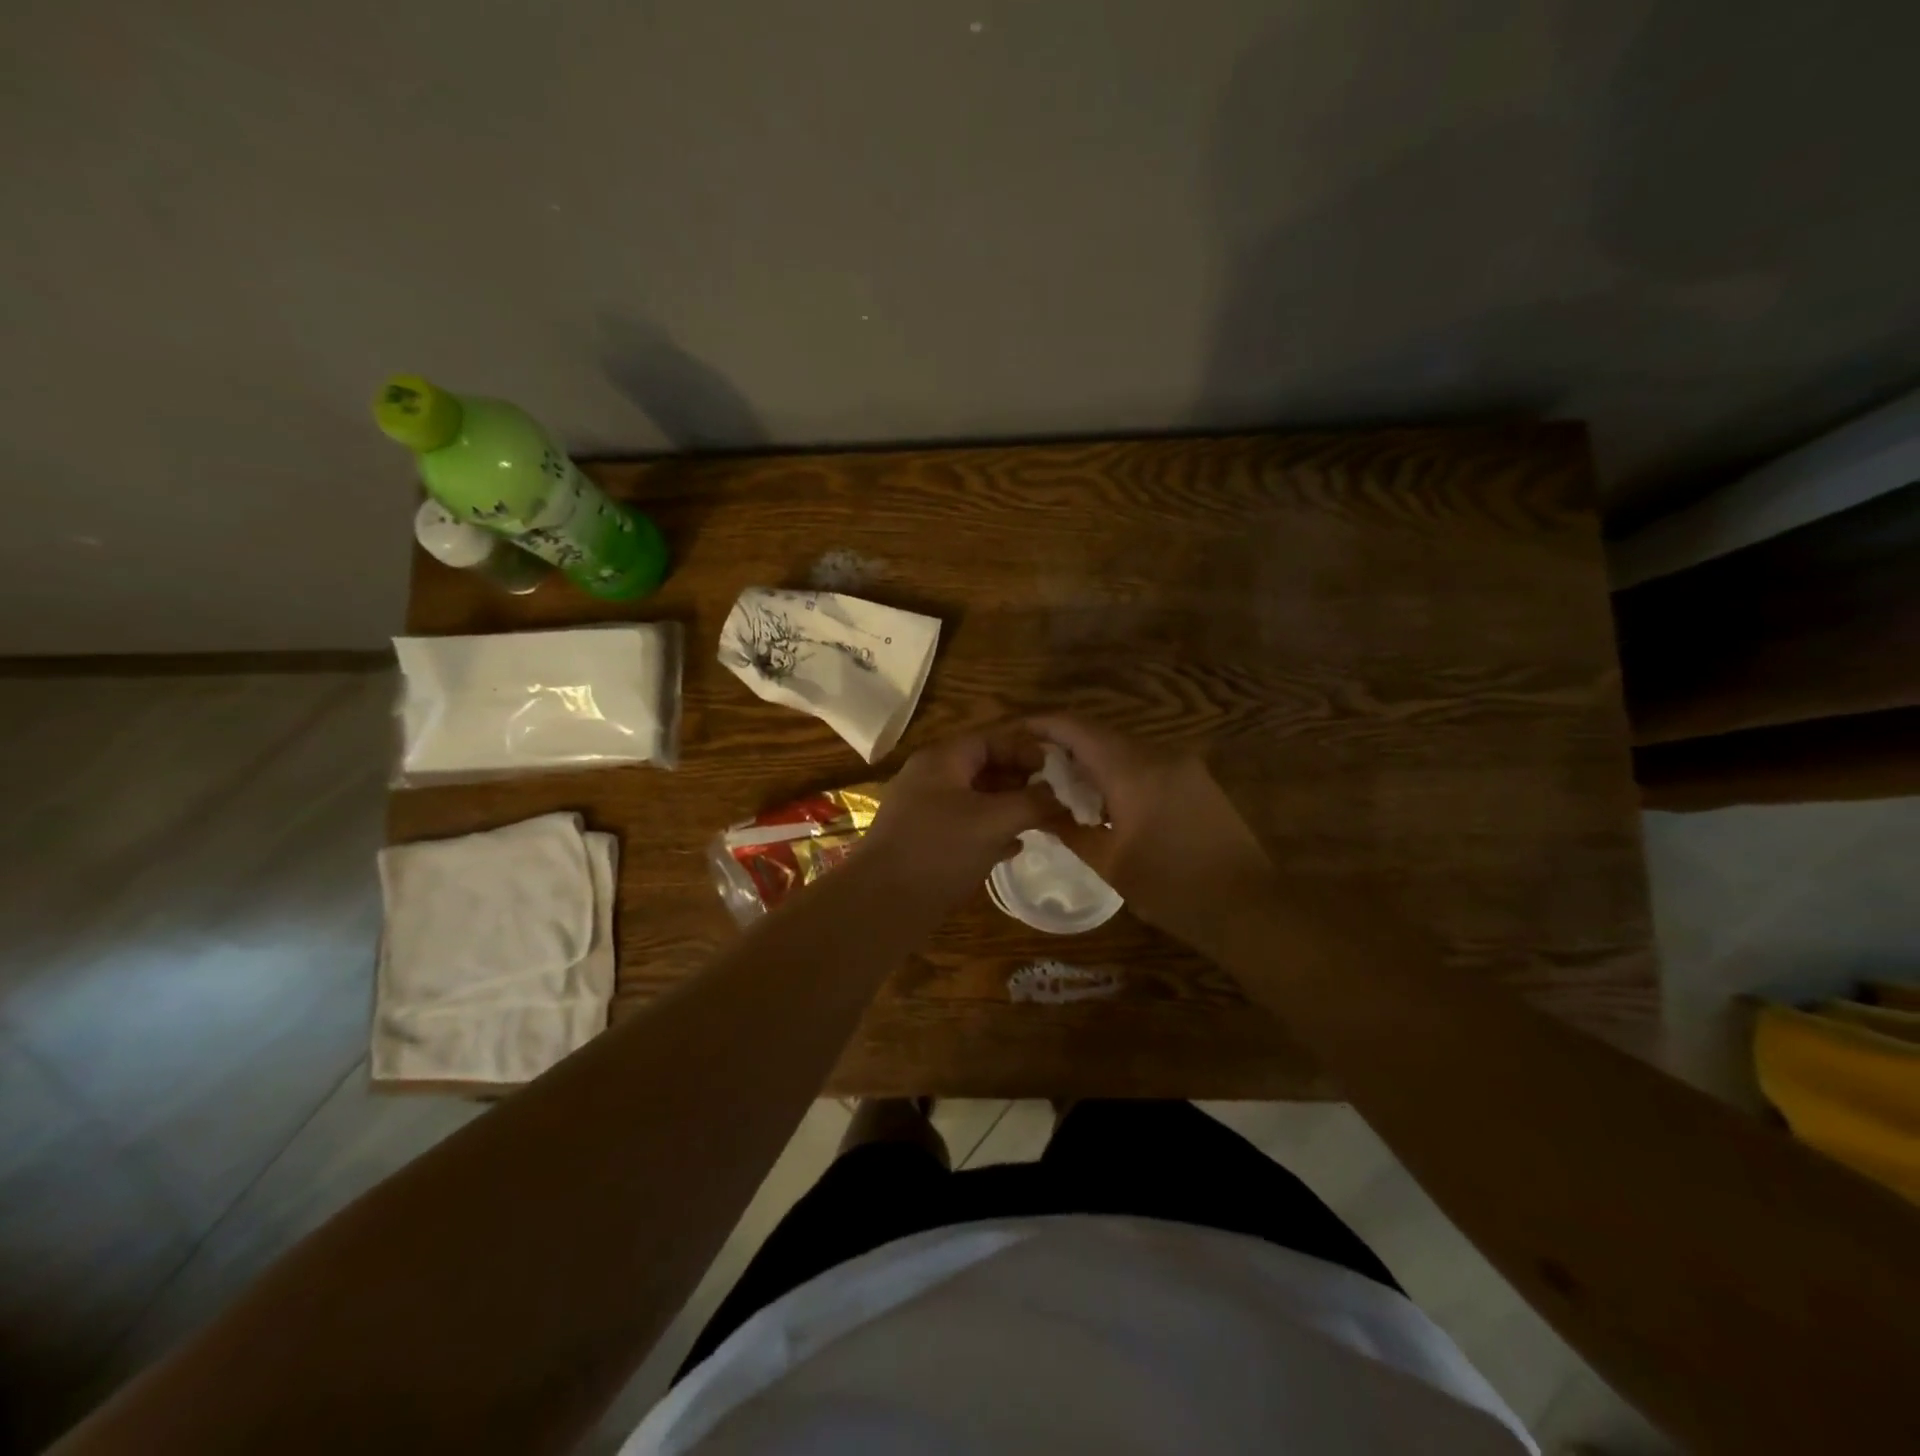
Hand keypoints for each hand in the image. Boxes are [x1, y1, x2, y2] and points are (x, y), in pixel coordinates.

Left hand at [861, 729, 1063, 908]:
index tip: (1054, 770)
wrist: (883, 903)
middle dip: (1019, 781)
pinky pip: (965, 827)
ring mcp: (924, 812)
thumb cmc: (940, 849)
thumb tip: (1059, 795)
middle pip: (982, 768)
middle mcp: (930, 779)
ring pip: (975, 800)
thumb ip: (1031, 803)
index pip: (989, 739)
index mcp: (942, 760)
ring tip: (1040, 822)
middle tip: (1052, 798)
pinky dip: (990, 832)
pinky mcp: (925, 842)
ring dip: (1008, 808)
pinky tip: (1013, 848)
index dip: (1024, 750)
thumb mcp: (994, 821)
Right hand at [1026, 715, 1273, 953]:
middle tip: (1033, 768)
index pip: (1076, 728)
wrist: (1249, 907)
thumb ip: (1070, 830)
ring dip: (1093, 761)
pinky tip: (1107, 801)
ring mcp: (1184, 764)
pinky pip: (1147, 762)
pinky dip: (1119, 772)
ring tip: (1065, 788)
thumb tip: (1041, 812)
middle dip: (1064, 746)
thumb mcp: (1111, 863)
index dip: (1041, 724)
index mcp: (1132, 770)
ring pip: (1124, 748)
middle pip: (1100, 734)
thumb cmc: (1172, 889)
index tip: (1014, 732)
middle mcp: (1159, 754)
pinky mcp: (1198, 779)